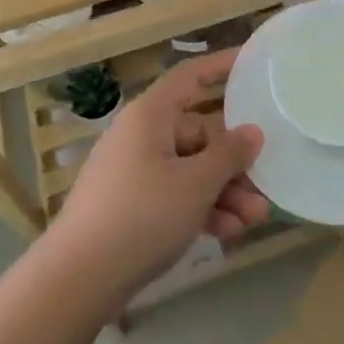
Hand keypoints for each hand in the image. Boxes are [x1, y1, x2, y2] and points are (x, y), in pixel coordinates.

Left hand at [51, 51, 269, 307]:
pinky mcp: (131, 206)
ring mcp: (134, 172)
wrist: (77, 280)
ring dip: (224, 191)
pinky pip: (175, 195)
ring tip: (255, 218)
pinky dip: (201, 209)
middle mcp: (142, 135)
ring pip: (190, 169)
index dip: (222, 66)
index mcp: (151, 115)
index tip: (253, 63)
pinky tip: (228, 232)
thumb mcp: (195, 184)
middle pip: (199, 133)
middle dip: (235, 162)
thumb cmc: (141, 215)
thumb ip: (229, 155)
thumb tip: (252, 132)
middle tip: (266, 183)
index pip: (191, 76)